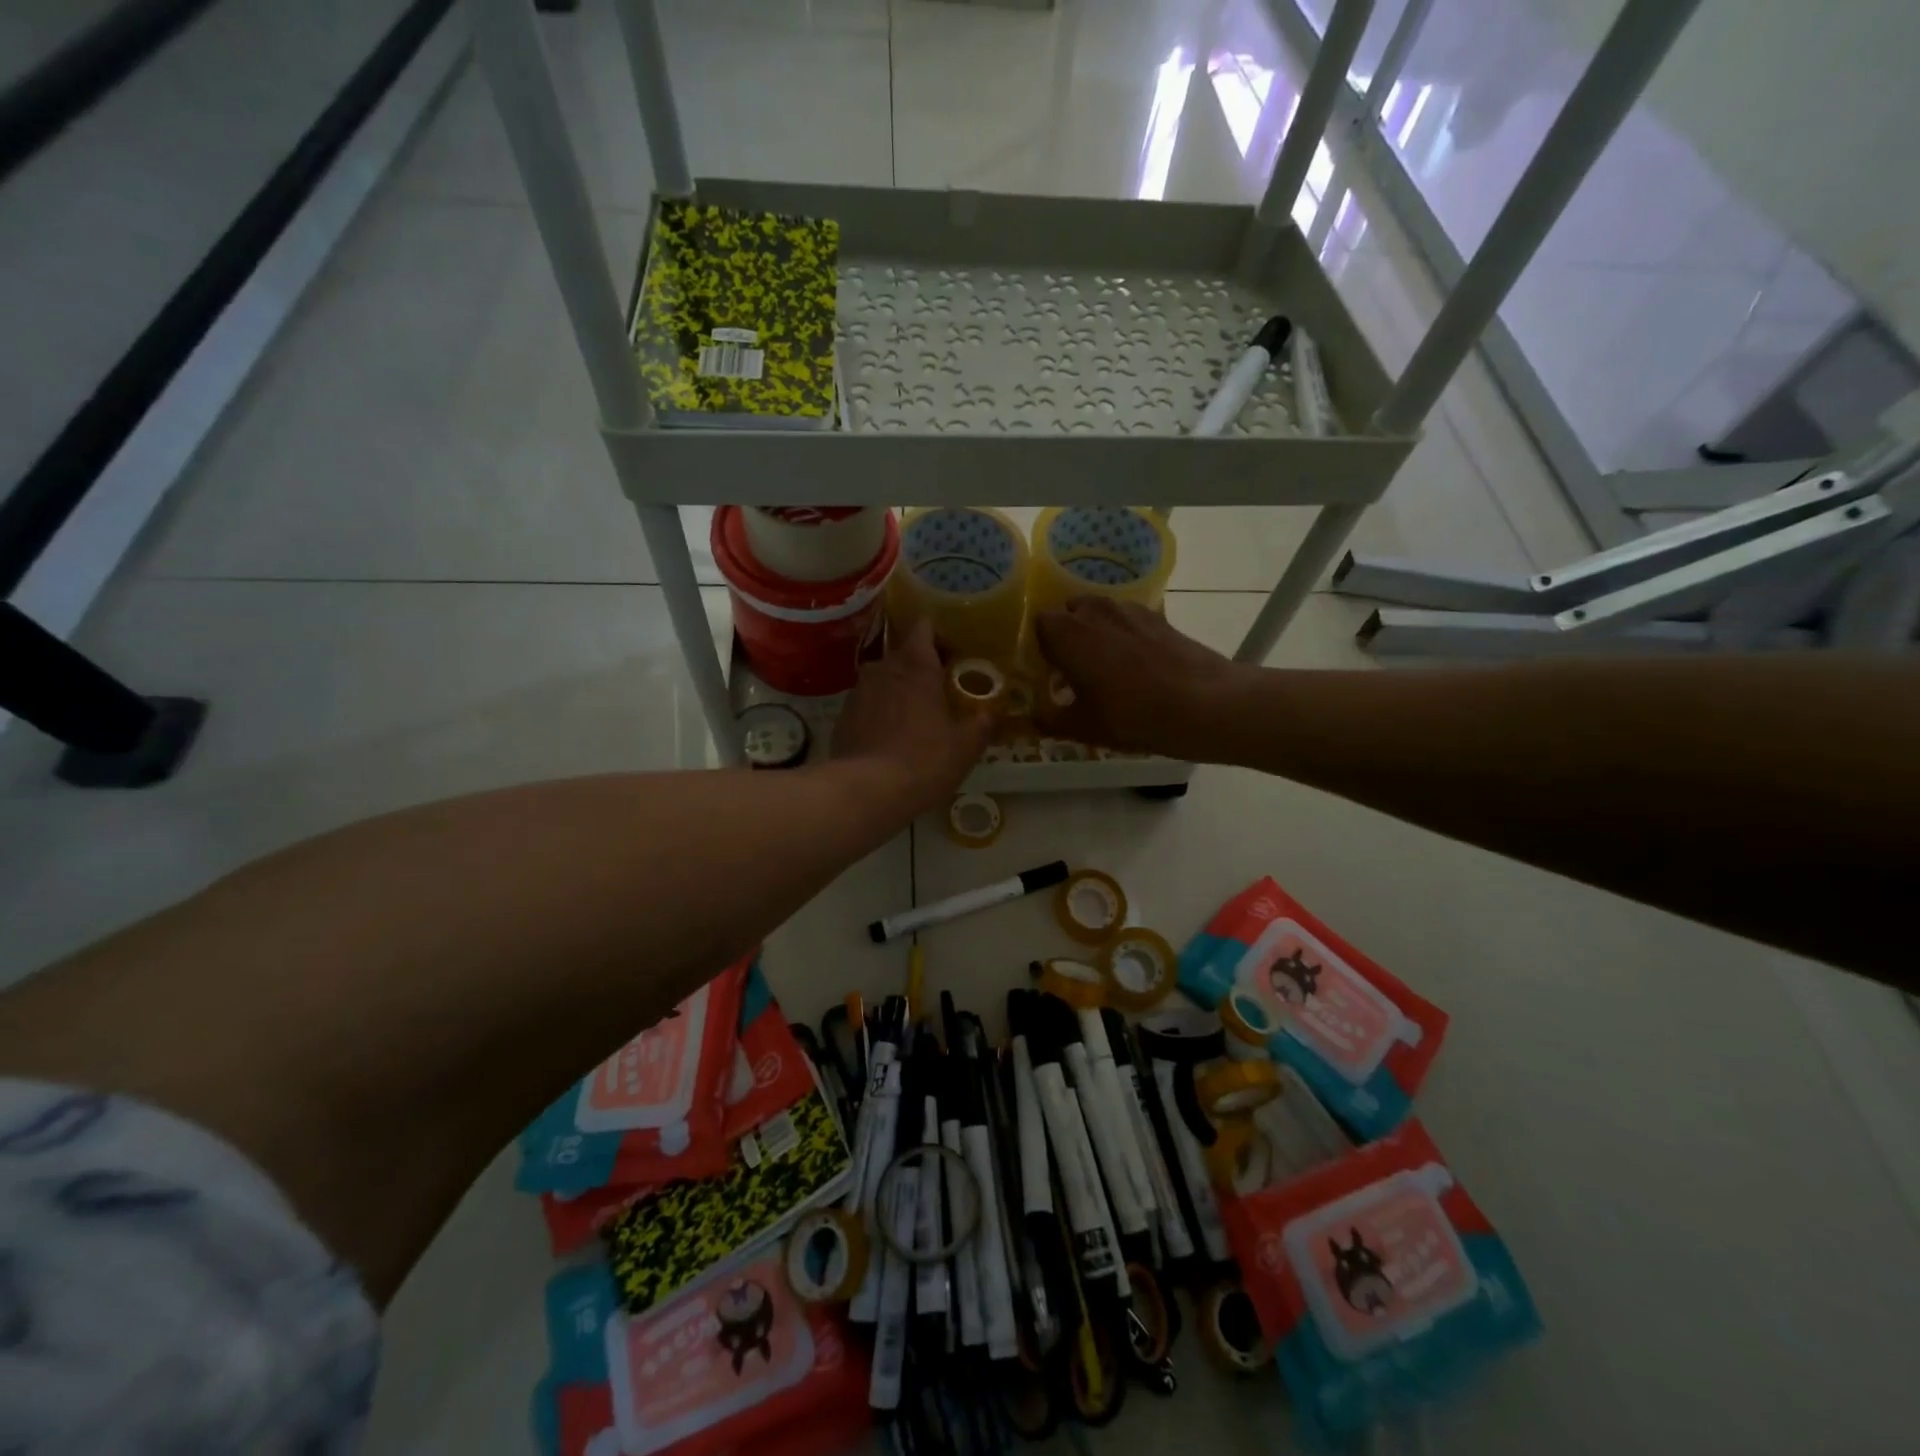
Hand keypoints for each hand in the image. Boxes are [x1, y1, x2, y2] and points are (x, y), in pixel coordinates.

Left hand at [832, 619, 991, 814]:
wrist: (867, 791)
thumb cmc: (924, 760)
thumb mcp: (966, 746)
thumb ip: (982, 723)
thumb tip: (991, 712)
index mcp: (916, 666)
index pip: (924, 627)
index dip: (938, 636)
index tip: (952, 653)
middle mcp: (883, 668)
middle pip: (903, 654)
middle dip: (920, 667)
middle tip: (940, 690)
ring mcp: (858, 691)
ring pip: (883, 679)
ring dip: (898, 690)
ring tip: (914, 716)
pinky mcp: (843, 717)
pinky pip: (867, 704)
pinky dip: (879, 712)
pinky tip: (890, 737)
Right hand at [1034, 598, 1247, 756]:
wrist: (1204, 705)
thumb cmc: (1132, 715)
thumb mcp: (1084, 727)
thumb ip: (1051, 720)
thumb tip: (1034, 718)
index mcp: (1067, 633)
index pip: (1038, 624)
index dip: (1041, 646)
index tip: (1048, 670)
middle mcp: (1094, 611)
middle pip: (1069, 612)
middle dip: (1068, 635)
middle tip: (1074, 668)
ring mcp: (1129, 610)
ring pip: (1100, 613)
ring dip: (1096, 631)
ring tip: (1106, 665)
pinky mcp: (1158, 617)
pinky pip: (1128, 620)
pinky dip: (1125, 634)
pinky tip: (1137, 664)